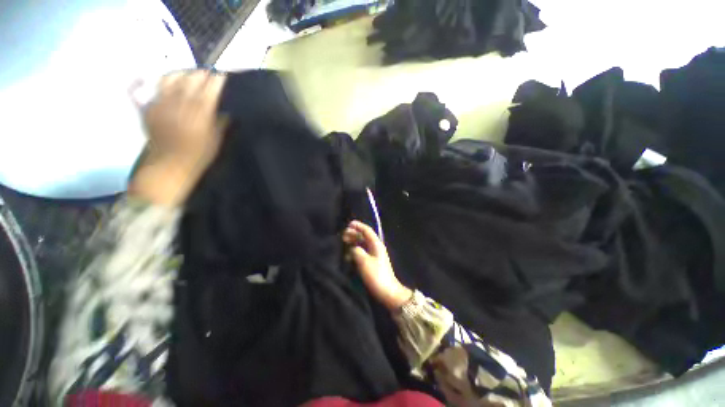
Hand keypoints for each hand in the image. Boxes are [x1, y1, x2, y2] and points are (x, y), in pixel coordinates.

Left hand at [129, 70, 227, 205]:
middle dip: (200, 74)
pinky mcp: (151, 108)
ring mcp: (163, 104)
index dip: (216, 80)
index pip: (210, 89)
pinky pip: (156, 88)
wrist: (169, 166)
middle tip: (207, 74)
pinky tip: (170, 82)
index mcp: (201, 114)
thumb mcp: (217, 141)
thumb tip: (225, 112)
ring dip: (182, 74)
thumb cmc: (199, 156)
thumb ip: (221, 123)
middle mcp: (181, 104)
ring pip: (171, 79)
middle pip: (191, 80)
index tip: (222, 75)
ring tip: (188, 75)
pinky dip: (164, 82)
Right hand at [343, 221, 412, 310]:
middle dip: (353, 234)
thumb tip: (352, 248)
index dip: (358, 226)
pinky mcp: (372, 263)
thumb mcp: (364, 262)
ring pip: (362, 244)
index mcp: (376, 244)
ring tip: (343, 243)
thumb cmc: (376, 275)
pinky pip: (362, 253)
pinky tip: (348, 255)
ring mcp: (374, 255)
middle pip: (364, 237)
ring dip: (353, 243)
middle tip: (342, 235)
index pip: (367, 231)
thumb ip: (356, 251)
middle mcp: (376, 247)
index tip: (348, 224)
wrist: (387, 292)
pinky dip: (355, 251)